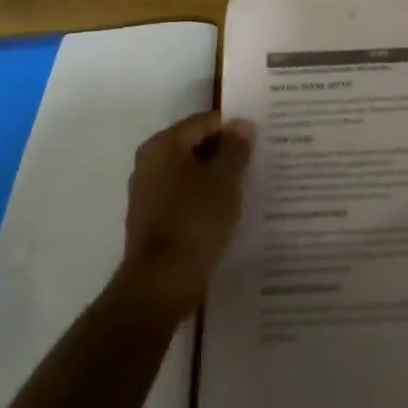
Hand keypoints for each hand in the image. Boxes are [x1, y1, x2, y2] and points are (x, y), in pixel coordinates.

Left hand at [121, 109, 253, 316]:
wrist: (160, 285)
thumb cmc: (195, 221)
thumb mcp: (225, 179)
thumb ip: (235, 147)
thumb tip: (242, 124)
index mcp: (164, 144)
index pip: (206, 122)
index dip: (235, 128)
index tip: (260, 141)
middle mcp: (149, 162)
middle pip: (196, 145)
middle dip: (225, 152)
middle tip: (257, 162)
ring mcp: (147, 192)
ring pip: (190, 172)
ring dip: (215, 177)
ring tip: (245, 187)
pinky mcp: (150, 220)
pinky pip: (183, 196)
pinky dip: (203, 198)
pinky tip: (225, 211)